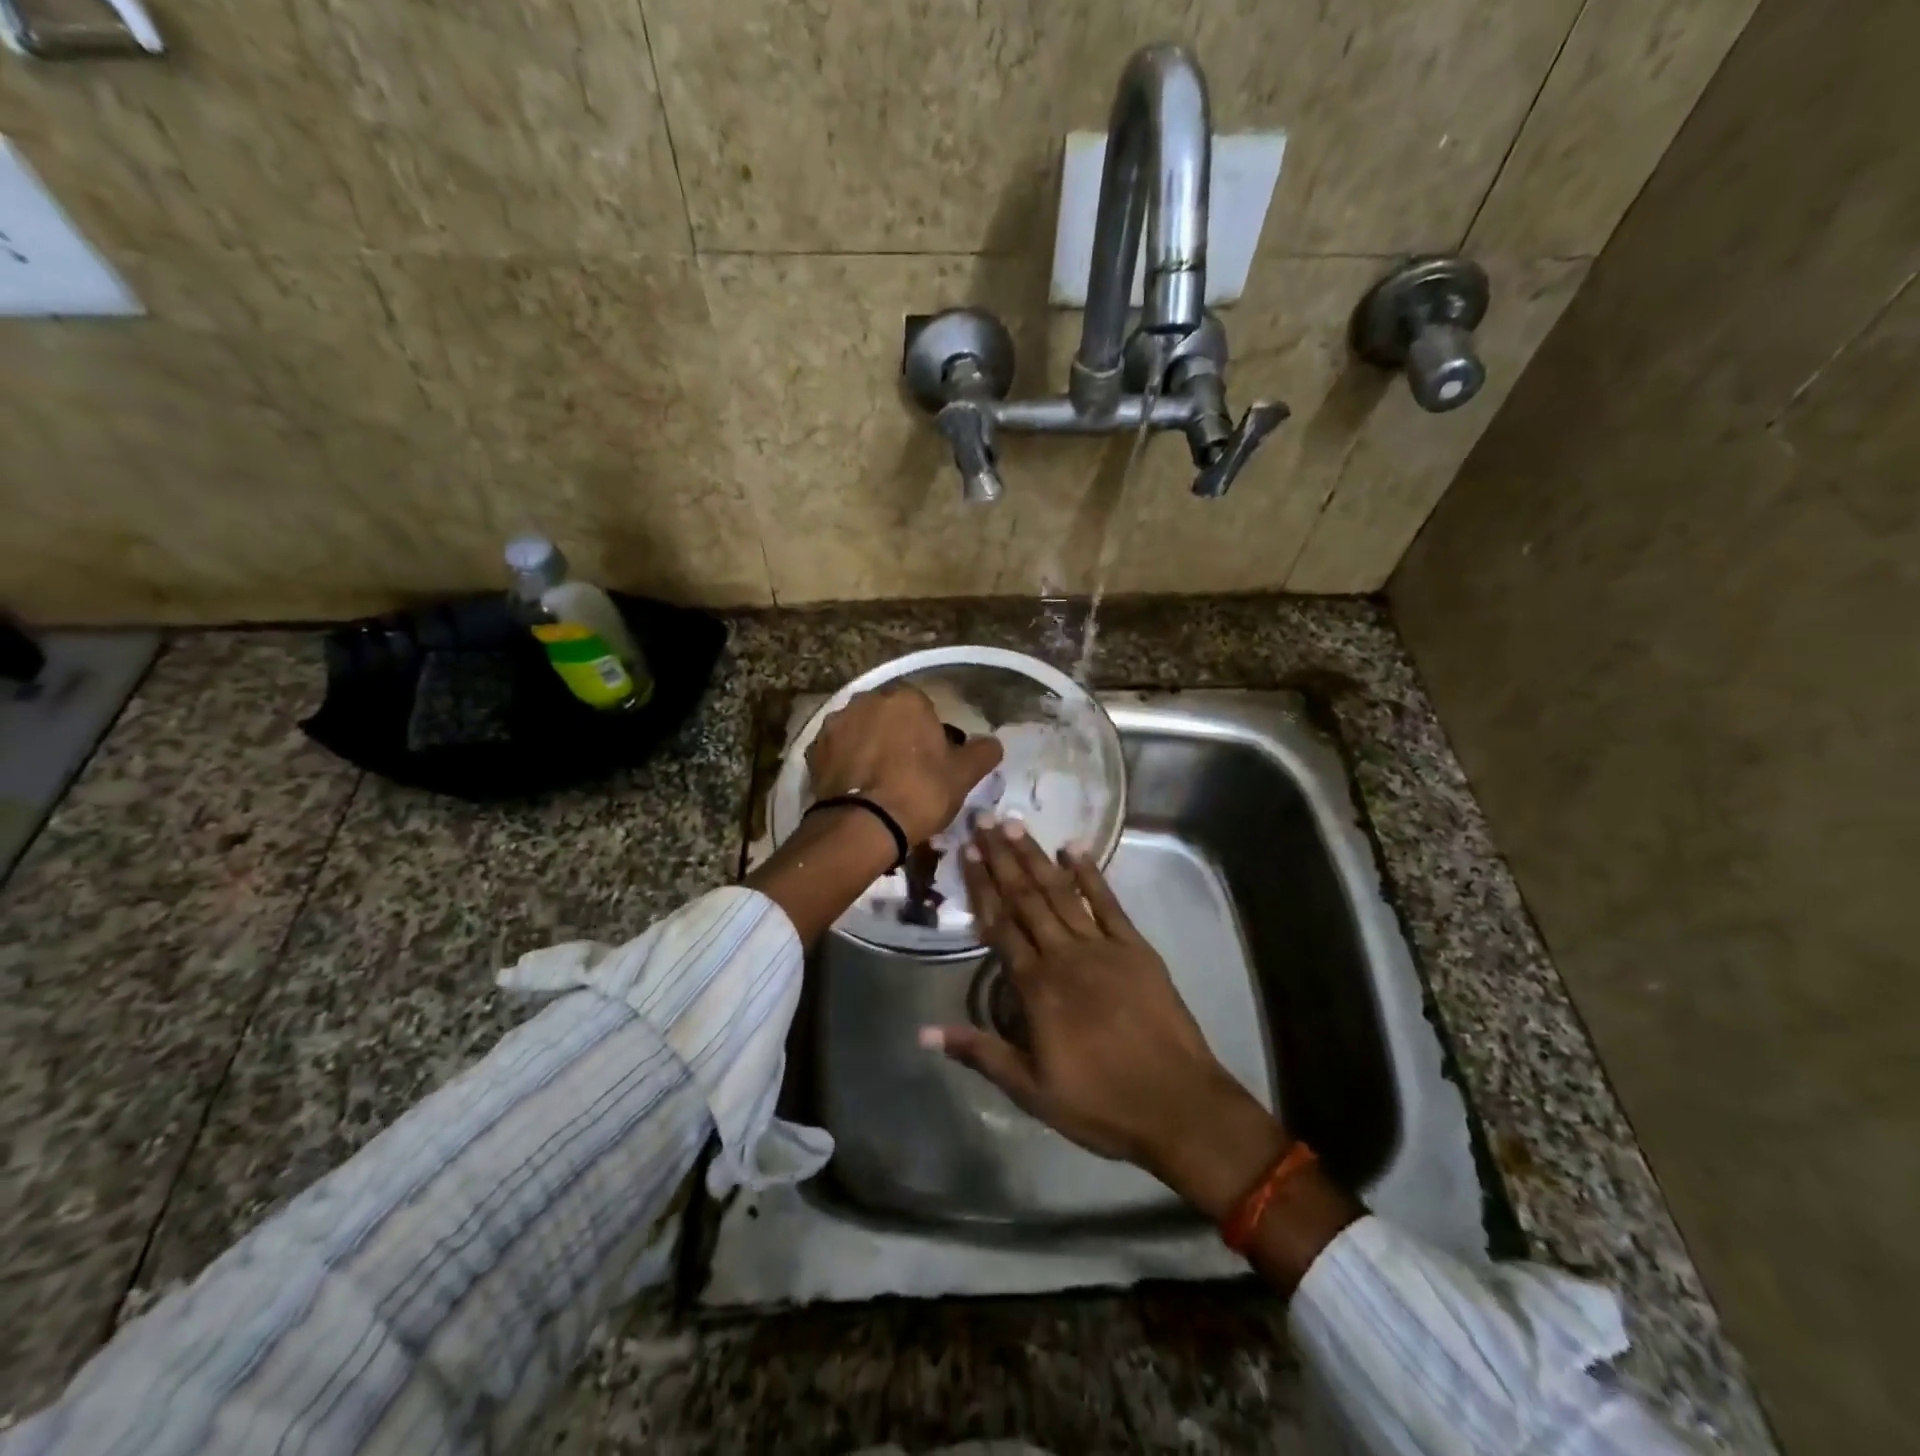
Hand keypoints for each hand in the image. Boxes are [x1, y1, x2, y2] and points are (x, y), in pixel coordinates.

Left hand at [806, 686, 1003, 844]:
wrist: (863, 826)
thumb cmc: (920, 792)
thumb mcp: (964, 775)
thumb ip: (983, 752)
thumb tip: (992, 743)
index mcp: (906, 699)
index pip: (924, 710)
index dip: (930, 737)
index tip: (932, 764)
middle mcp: (867, 700)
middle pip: (889, 717)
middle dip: (897, 737)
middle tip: (907, 774)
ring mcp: (836, 723)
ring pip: (862, 731)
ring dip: (869, 747)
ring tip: (878, 783)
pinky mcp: (814, 749)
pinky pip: (838, 751)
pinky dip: (847, 763)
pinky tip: (857, 789)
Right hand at [925, 820, 1289, 1217]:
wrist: (1178, 1106)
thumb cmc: (1099, 1103)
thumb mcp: (1031, 1090)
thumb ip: (980, 1052)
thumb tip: (924, 1032)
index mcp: (1036, 987)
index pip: (1000, 925)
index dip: (982, 886)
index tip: (968, 851)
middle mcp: (1064, 955)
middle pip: (1027, 898)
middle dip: (1003, 857)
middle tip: (985, 819)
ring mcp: (1102, 947)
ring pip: (1060, 893)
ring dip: (1037, 857)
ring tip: (1016, 824)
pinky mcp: (1136, 948)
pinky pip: (1108, 903)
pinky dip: (1090, 874)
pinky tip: (1074, 848)